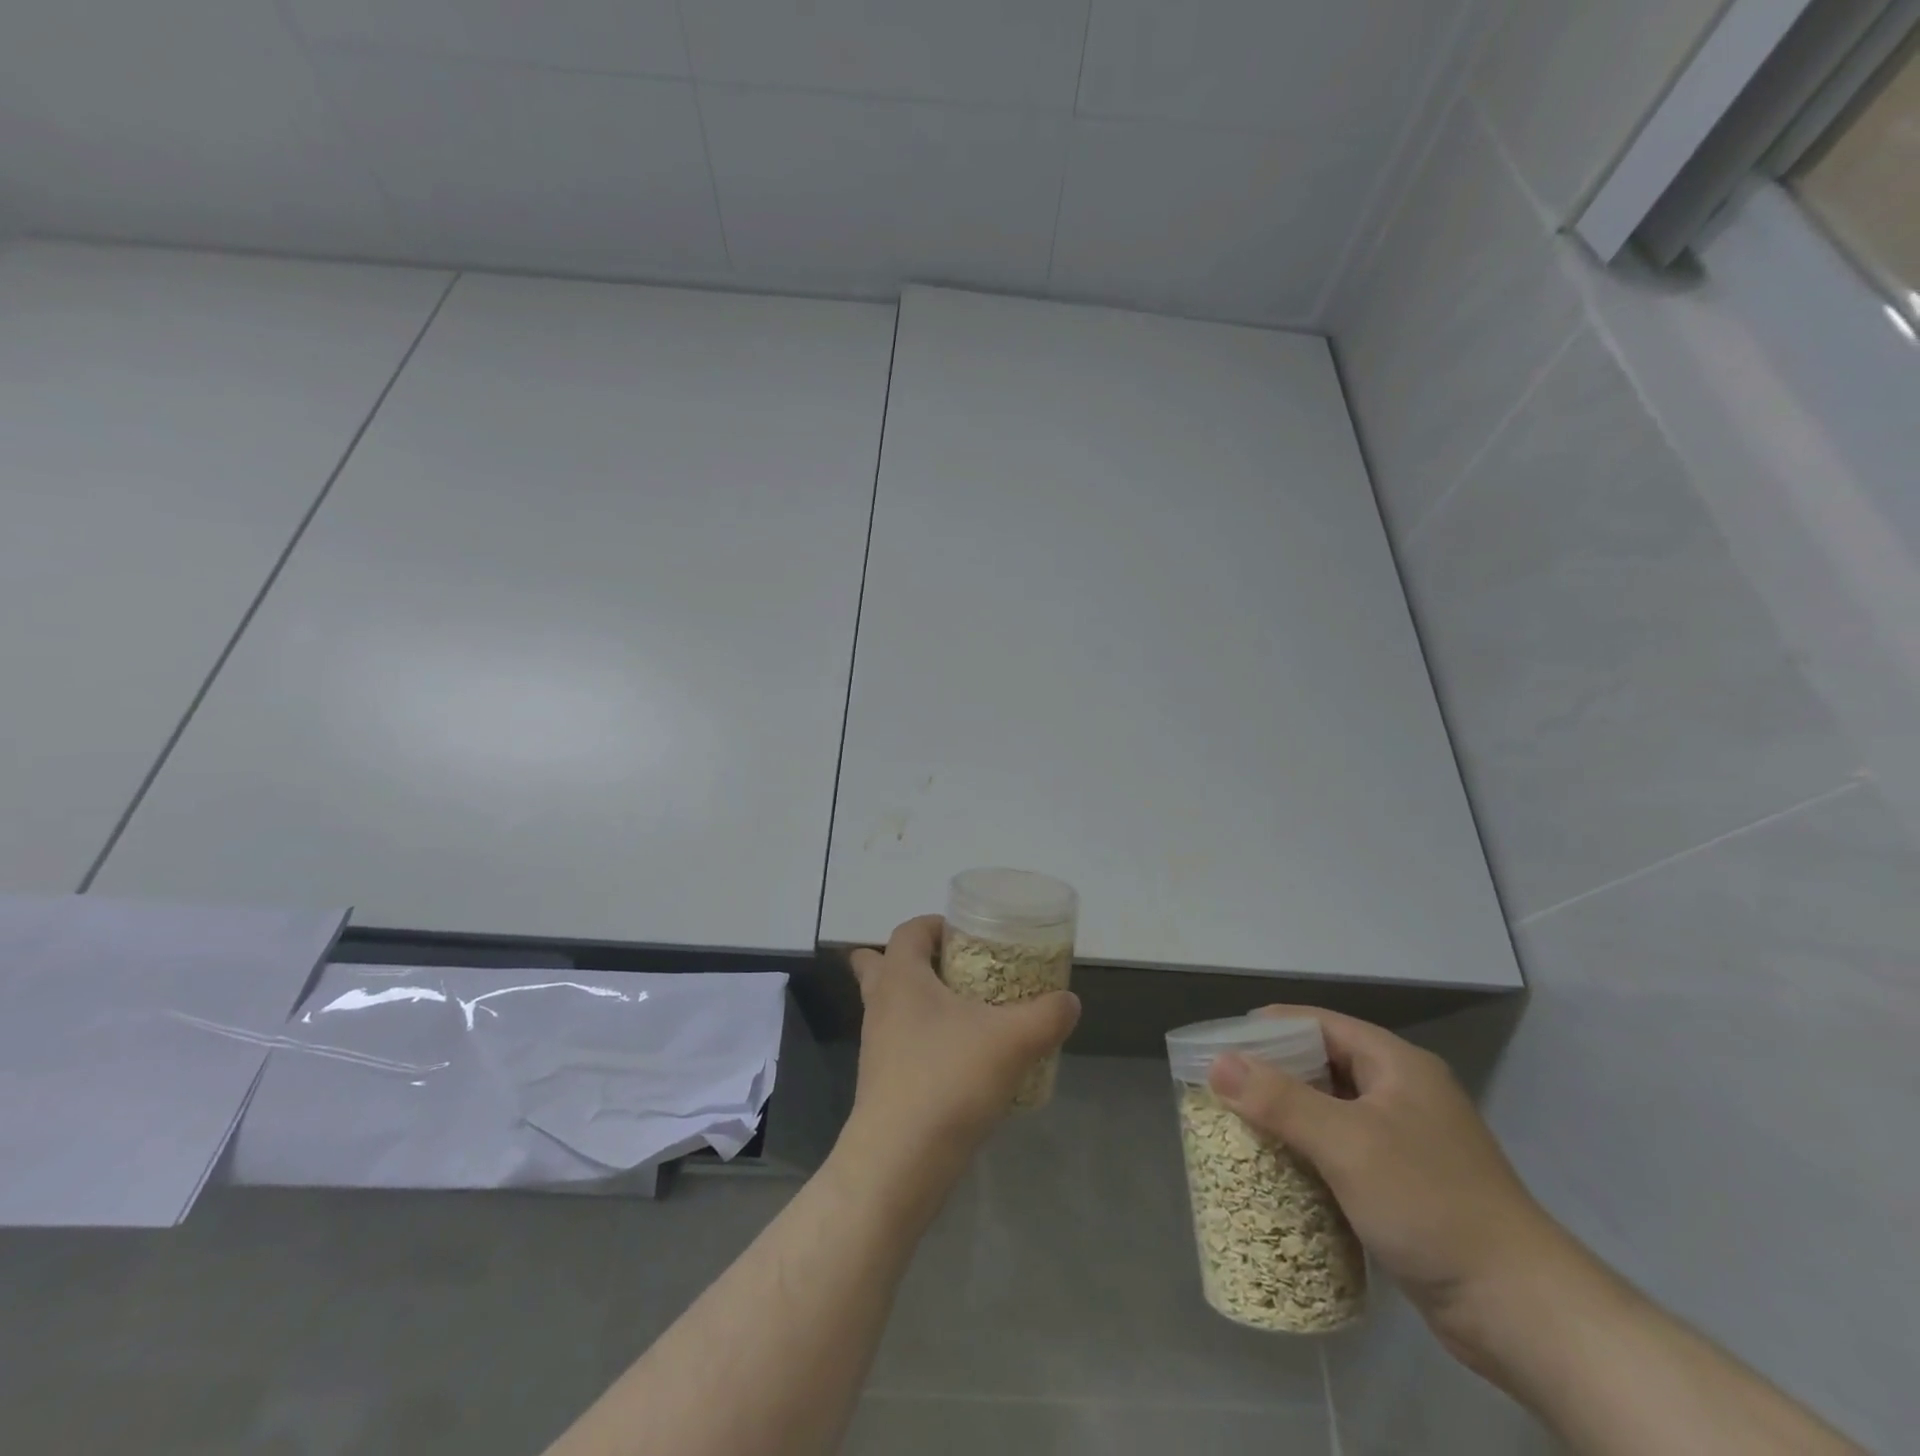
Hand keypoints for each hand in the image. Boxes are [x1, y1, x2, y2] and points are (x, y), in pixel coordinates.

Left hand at [838, 915, 1080, 1198]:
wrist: (898, 1164)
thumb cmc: (948, 1081)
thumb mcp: (1012, 1041)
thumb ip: (1046, 1016)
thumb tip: (1069, 1001)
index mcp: (902, 978)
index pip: (909, 930)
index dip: (935, 924)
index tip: (968, 934)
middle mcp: (881, 1005)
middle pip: (882, 965)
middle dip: (917, 961)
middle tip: (955, 969)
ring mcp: (876, 1047)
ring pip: (891, 1008)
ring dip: (921, 1003)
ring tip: (967, 1016)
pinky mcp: (881, 1084)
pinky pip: (901, 1046)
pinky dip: (925, 1043)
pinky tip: (963, 1063)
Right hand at [1206, 1007, 1581, 1370]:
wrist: (1522, 1311)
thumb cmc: (1431, 1204)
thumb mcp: (1347, 1143)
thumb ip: (1280, 1100)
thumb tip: (1216, 1063)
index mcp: (1396, 1065)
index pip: (1319, 1024)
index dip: (1268, 1028)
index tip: (1221, 1044)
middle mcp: (1402, 1093)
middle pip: (1322, 1066)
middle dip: (1271, 1075)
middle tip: (1222, 1089)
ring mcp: (1406, 1142)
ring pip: (1331, 1111)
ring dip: (1288, 1118)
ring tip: (1238, 1127)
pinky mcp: (1406, 1186)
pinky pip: (1343, 1152)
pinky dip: (1310, 1154)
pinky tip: (1279, 1171)